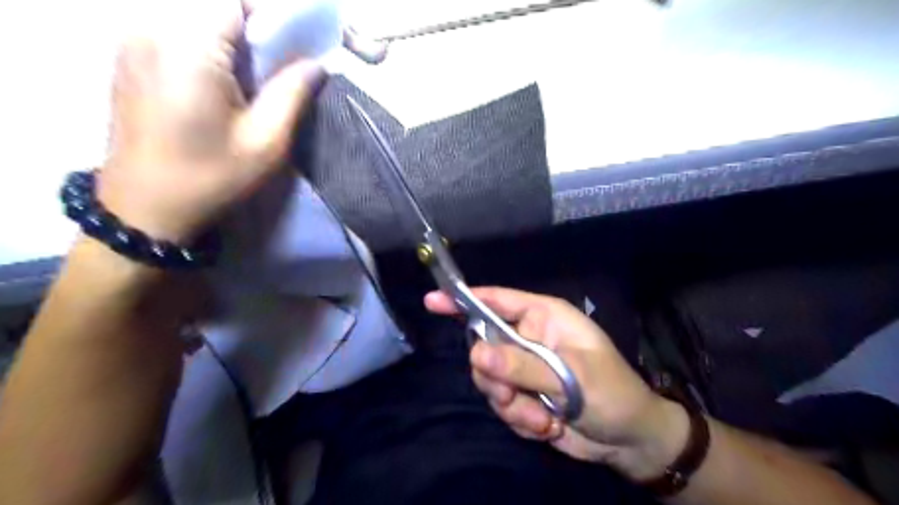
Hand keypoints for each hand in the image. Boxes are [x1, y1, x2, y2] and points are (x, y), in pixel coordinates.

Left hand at [99, 0, 325, 241]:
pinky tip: (218, 85)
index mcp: (189, 46)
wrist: (146, 206)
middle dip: (253, 29)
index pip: (236, 1)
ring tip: (248, 82)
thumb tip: (317, 62)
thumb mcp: (266, 141)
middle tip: (274, 72)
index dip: (272, 18)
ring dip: (230, 39)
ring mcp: (133, 38)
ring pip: (195, 16)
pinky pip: (176, 29)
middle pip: (215, 6)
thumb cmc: (212, 177)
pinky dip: (206, 45)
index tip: (293, 50)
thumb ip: (292, 93)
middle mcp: (152, 27)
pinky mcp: (128, 54)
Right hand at [425, 285, 689, 479]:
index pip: (497, 301)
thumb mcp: (573, 378)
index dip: (465, 299)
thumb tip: (477, 354)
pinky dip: (521, 420)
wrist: (629, 440)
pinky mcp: (524, 395)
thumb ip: (524, 366)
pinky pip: (502, 404)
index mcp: (544, 318)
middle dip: (495, 377)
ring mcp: (525, 368)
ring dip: (511, 404)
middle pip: (485, 346)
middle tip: (510, 396)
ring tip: (542, 419)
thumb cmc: (612, 393)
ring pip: (490, 380)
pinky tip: (548, 427)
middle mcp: (530, 339)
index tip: (432, 300)